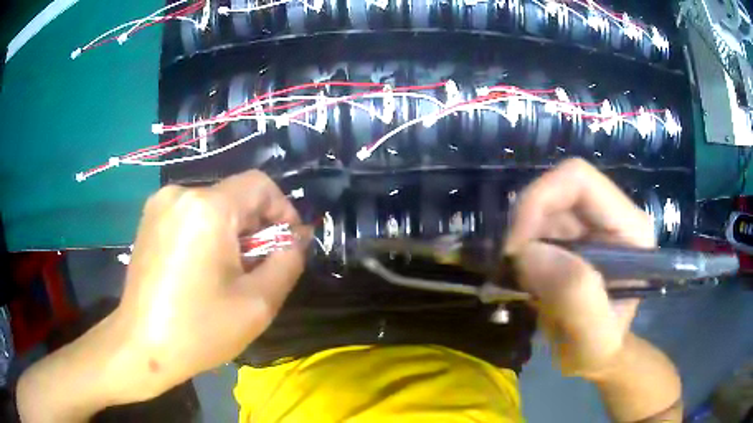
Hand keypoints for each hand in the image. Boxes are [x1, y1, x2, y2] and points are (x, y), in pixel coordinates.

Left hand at [110, 170, 306, 400]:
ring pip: (213, 206)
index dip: (282, 209)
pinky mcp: (149, 219)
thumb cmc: (199, 329)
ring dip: (231, 233)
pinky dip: (207, 234)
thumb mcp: (258, 304)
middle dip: (255, 228)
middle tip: (258, 269)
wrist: (141, 346)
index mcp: (207, 209)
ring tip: (228, 274)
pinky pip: (191, 215)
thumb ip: (288, 262)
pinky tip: (202, 269)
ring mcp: (160, 205)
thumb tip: (296, 239)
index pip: (260, 184)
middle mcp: (181, 194)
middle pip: (235, 196)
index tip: (287, 244)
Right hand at [505, 158, 654, 378]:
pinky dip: (520, 247)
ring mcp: (589, 223)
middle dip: (525, 223)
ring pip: (542, 206)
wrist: (593, 355)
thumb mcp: (592, 336)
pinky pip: (535, 225)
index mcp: (629, 227)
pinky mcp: (570, 235)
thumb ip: (576, 295)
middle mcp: (610, 214)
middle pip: (556, 189)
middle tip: (510, 265)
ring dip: (521, 239)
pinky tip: (523, 276)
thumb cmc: (599, 349)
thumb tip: (530, 252)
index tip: (515, 247)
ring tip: (519, 279)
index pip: (579, 180)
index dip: (540, 200)